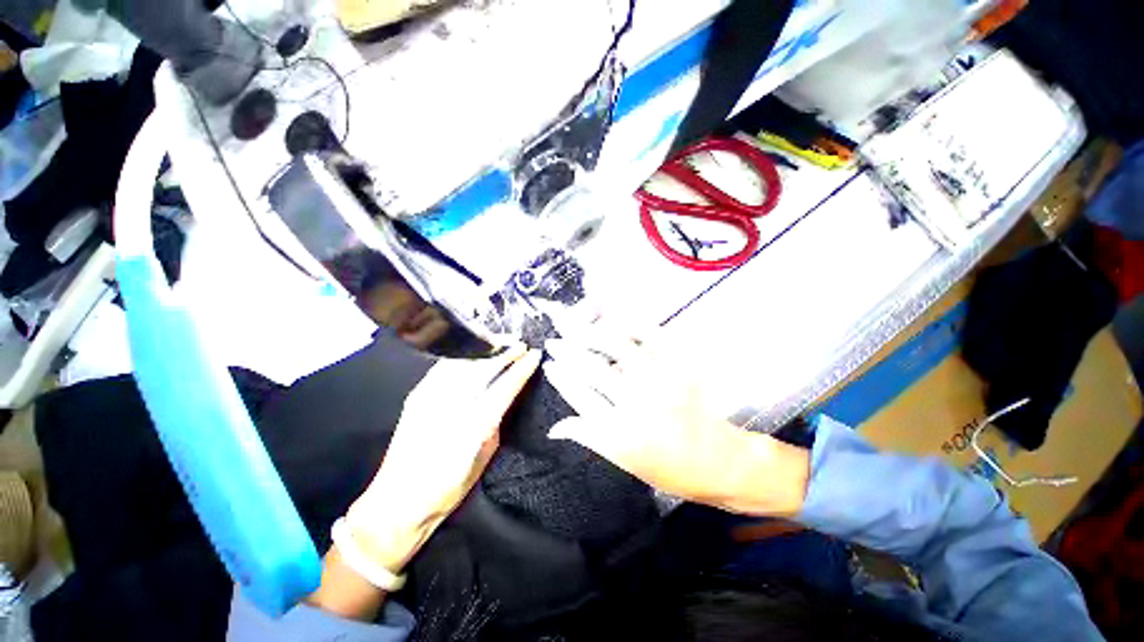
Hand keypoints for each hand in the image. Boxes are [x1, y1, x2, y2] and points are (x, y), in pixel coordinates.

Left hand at [345, 345, 541, 570]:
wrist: (398, 501)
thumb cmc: (448, 486)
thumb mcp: (484, 456)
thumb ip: (496, 421)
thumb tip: (504, 397)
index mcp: (473, 426)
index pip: (504, 387)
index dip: (521, 368)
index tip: (535, 355)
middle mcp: (450, 406)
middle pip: (483, 368)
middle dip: (505, 352)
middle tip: (520, 344)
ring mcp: (430, 397)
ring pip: (464, 361)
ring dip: (485, 349)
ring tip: (500, 342)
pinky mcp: (417, 395)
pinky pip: (445, 366)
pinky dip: (464, 356)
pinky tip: (475, 353)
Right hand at [544, 326, 808, 516]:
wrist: (719, 463)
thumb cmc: (668, 469)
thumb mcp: (623, 462)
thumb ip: (589, 438)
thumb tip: (554, 428)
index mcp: (619, 432)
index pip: (580, 396)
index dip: (561, 377)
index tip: (550, 365)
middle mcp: (636, 403)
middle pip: (592, 369)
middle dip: (568, 351)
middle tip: (555, 340)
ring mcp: (660, 381)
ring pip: (618, 348)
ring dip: (594, 334)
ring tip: (579, 327)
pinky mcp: (680, 368)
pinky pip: (655, 338)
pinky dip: (635, 324)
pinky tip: (619, 318)